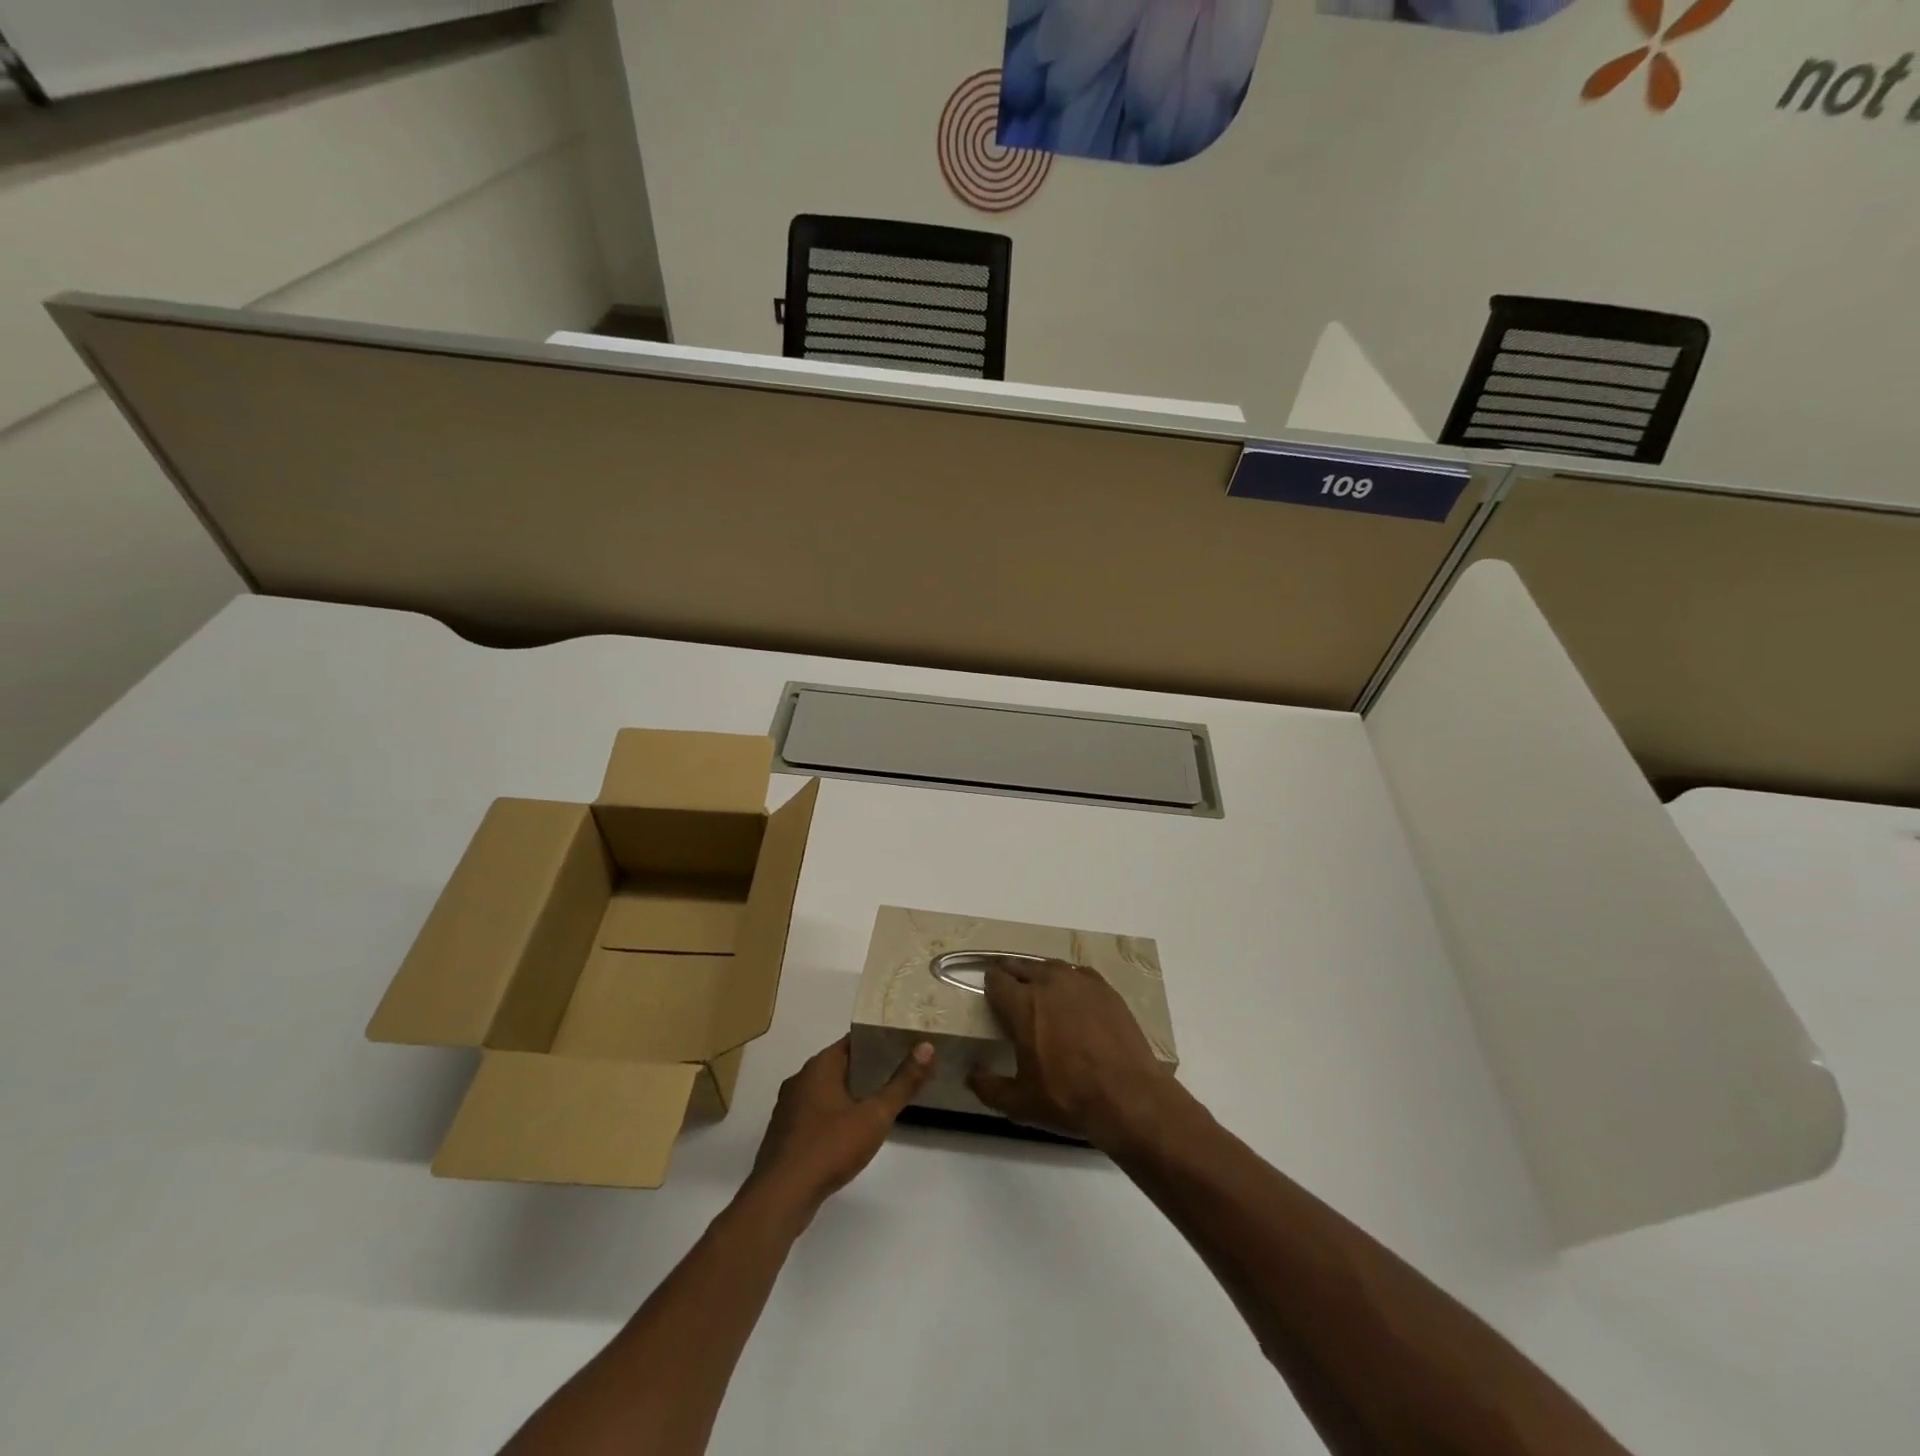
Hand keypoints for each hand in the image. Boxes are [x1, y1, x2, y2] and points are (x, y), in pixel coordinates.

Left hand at [747, 1036, 933, 1219]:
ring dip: (851, 1093)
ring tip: (881, 1100)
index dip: (879, 1040)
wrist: (780, 1197)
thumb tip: (927, 1047)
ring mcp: (789, 1108)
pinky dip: (835, 1115)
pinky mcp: (786, 1134)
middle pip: (840, 1064)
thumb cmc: (829, 1147)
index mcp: (820, 1066)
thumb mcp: (874, 1116)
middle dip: (868, 1068)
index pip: (854, 1041)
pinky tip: (852, 1131)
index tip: (903, 1044)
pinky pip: (816, 1113)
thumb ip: (902, 1083)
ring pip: (827, 1090)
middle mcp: (801, 1079)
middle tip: (900, 1072)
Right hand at [967, 958, 1176, 1150]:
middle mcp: (1049, 983)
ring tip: (1039, 989)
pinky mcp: (1105, 989)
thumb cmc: (1068, 1099)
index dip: (990, 984)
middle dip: (1011, 974)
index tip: (990, 993)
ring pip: (1050, 966)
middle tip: (1009, 988)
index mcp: (1022, 1005)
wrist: (1128, 1096)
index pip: (996, 979)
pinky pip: (1078, 974)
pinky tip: (1072, 996)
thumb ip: (989, 1088)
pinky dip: (1069, 980)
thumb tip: (971, 1075)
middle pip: (1021, 966)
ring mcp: (1080, 982)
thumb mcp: (1020, 1104)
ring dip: (1039, 974)